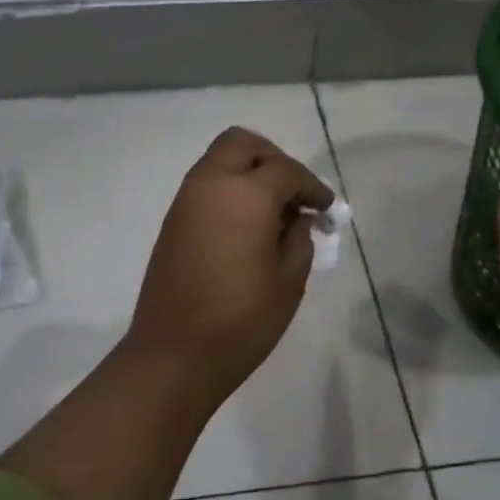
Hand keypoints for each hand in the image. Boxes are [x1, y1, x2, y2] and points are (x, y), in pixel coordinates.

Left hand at [126, 127, 334, 403]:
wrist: (174, 355)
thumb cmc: (241, 322)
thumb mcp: (289, 282)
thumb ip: (299, 239)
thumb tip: (298, 218)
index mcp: (245, 196)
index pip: (286, 171)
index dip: (312, 186)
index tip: (327, 208)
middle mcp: (210, 185)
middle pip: (242, 144)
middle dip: (273, 158)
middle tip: (294, 193)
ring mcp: (185, 201)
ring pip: (219, 161)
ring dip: (248, 173)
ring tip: (273, 212)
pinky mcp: (172, 222)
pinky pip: (205, 186)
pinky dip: (229, 190)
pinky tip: (248, 226)